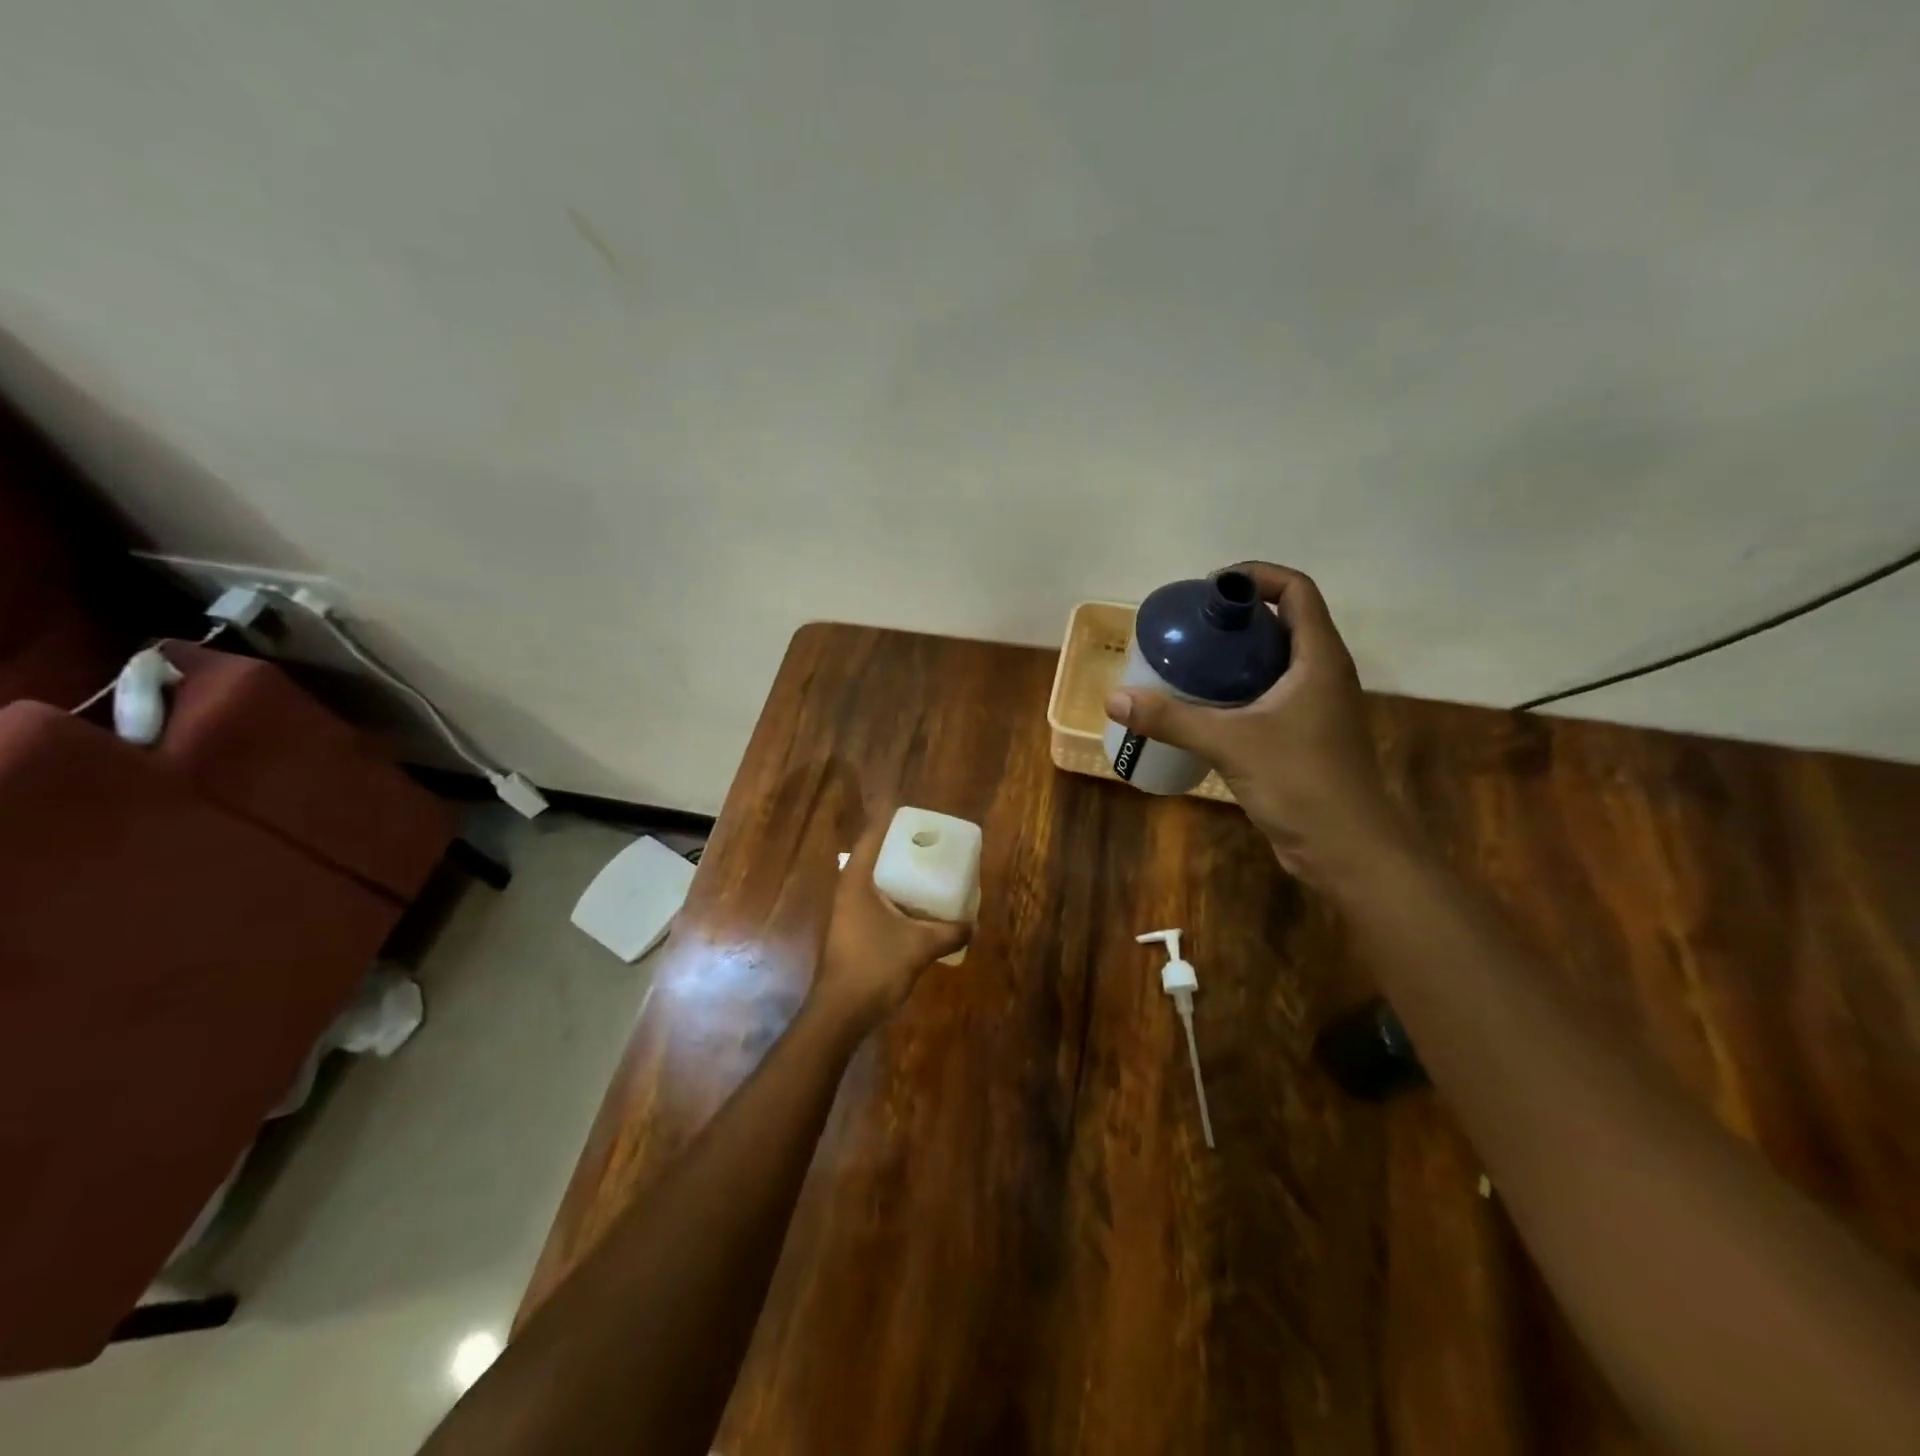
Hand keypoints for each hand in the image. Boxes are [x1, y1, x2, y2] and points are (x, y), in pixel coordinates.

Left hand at [812, 813, 971, 1031]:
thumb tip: (973, 924)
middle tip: (933, 843)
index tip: (918, 815)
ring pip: (877, 881)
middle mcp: (849, 889)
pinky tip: (920, 908)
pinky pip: (878, 902)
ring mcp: (848, 911)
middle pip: (875, 856)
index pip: (873, 836)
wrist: (841, 1012)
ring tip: (931, 871)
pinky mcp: (853, 931)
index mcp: (857, 880)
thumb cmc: (875, 967)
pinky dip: (898, 898)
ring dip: (901, 875)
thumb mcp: (920, 946)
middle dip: (902, 848)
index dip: (892, 821)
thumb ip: (949, 932)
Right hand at [1105, 562, 1410, 883]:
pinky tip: (1204, 707)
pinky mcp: (1304, 736)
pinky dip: (1239, 690)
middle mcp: (1323, 674)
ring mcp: (1316, 707)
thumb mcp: (1231, 743)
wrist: (1346, 848)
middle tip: (1189, 626)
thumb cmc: (1301, 781)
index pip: (1296, 591)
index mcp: (1319, 658)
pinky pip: (1270, 696)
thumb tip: (1115, 698)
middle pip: (1283, 623)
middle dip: (1238, 617)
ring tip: (1189, 661)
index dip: (1258, 576)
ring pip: (1275, 662)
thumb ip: (1173, 718)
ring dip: (1237, 656)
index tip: (1211, 588)